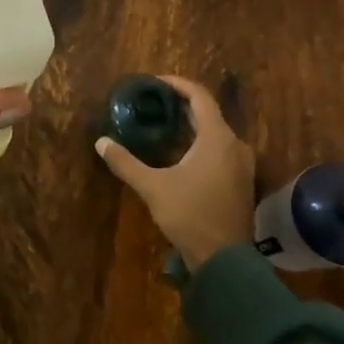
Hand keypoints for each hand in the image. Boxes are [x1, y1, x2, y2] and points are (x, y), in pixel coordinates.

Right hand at [96, 76, 255, 269]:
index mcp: (217, 138)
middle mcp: (235, 145)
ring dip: (191, 126)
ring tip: (164, 126)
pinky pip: (220, 150)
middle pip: (208, 113)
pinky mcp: (241, 181)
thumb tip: (101, 142)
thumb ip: (126, 162)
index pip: (199, 97)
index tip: (155, 82)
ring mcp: (242, 164)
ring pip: (215, 133)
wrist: (225, 261)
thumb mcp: (153, 187)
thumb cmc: (190, 215)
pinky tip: (180, 154)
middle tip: (154, 103)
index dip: (178, 84)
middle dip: (181, 105)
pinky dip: (201, 144)